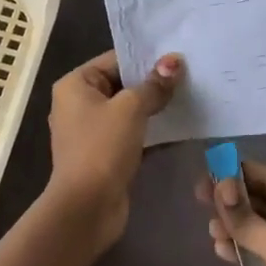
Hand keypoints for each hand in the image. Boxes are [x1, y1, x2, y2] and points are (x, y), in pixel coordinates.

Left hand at [46, 49, 180, 255]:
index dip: (146, 58)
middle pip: (122, 84)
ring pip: (128, 110)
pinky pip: (130, 132)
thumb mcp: (131, 109)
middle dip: (153, 82)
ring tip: (188, 96)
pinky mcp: (104, 154)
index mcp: (76, 84)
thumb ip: (154, 85)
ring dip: (154, 106)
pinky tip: (178, 126)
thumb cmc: (102, 148)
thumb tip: (174, 61)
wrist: (86, 209)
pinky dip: (150, 129)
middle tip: (189, 75)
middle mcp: (79, 103)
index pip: (115, 60)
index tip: (178, 56)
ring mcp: (91, 131)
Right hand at [198, 160, 265, 265]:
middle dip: (235, 200)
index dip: (243, 174)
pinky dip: (241, 249)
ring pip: (261, 229)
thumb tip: (219, 188)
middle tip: (200, 195)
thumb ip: (247, 219)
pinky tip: (219, 248)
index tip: (211, 168)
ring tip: (210, 228)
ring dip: (236, 226)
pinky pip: (261, 254)